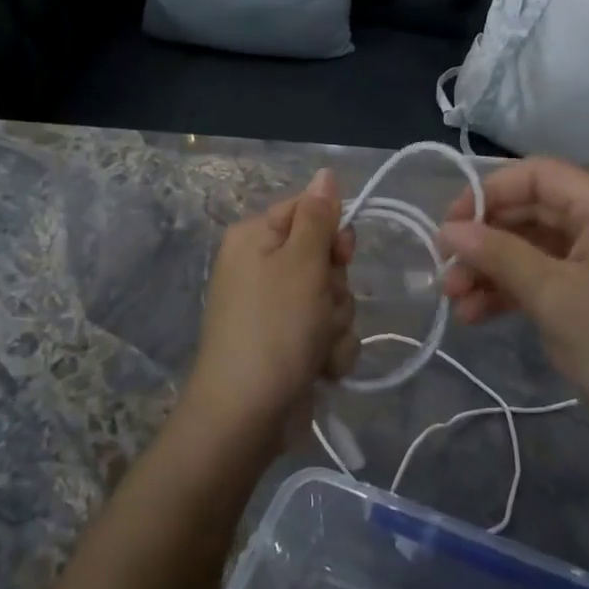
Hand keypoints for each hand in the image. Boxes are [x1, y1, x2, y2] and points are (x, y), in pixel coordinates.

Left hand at [182, 170, 359, 445]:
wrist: (247, 416)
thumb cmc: (274, 328)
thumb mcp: (302, 263)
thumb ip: (318, 216)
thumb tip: (325, 172)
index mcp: (256, 238)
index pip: (308, 211)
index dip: (333, 233)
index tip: (340, 255)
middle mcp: (262, 268)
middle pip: (325, 258)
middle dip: (336, 287)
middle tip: (321, 306)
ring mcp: (275, 310)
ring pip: (332, 299)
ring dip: (336, 324)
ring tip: (317, 345)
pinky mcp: (289, 345)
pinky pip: (327, 333)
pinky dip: (330, 351)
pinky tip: (319, 369)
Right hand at [437, 158, 588, 473]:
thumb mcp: (553, 297)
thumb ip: (498, 254)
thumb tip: (447, 230)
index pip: (538, 175)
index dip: (489, 192)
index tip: (449, 225)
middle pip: (532, 210)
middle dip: (485, 239)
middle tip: (445, 270)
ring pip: (533, 246)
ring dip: (492, 269)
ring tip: (454, 301)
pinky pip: (545, 276)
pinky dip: (511, 290)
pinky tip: (476, 315)